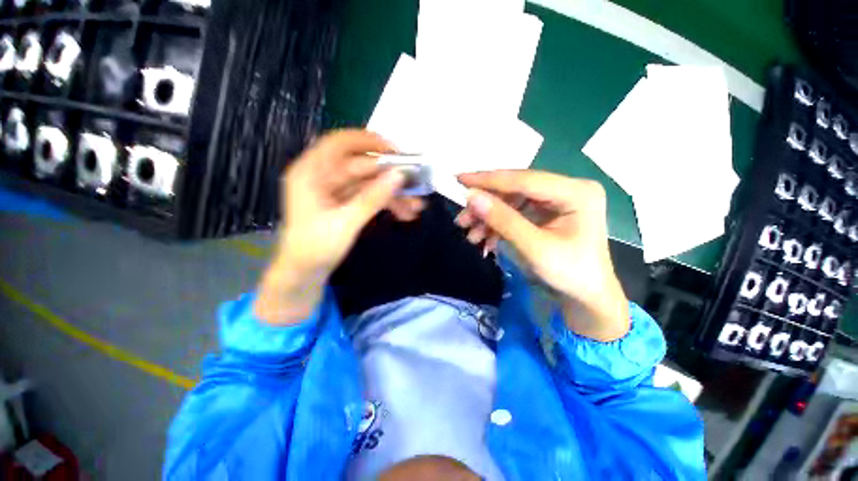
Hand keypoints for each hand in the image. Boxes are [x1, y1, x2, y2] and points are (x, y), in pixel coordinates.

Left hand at [254, 130, 410, 324]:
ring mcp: (336, 190)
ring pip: (369, 183)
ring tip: (415, 206)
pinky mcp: (345, 203)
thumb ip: (373, 197)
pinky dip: (386, 203)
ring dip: (392, 194)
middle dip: (389, 177)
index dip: (368, 141)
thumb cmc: (315, 247)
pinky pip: (369, 196)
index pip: (339, 143)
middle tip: (415, 183)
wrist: (304, 274)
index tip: (395, 150)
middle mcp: (323, 176)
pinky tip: (404, 213)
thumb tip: (399, 176)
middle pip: (361, 166)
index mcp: (311, 172)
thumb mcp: (346, 222)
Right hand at [457, 170, 628, 340]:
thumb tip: (471, 196)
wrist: (585, 299)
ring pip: (512, 201)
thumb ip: (503, 220)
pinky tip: (484, 239)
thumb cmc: (569, 275)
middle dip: (486, 205)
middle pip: (516, 189)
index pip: (524, 179)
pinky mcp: (547, 212)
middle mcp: (567, 189)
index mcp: (576, 192)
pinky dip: (498, 225)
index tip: (459, 179)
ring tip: (470, 235)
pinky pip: (516, 212)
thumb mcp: (534, 248)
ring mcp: (557, 200)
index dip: (488, 180)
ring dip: (488, 218)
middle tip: (461, 219)